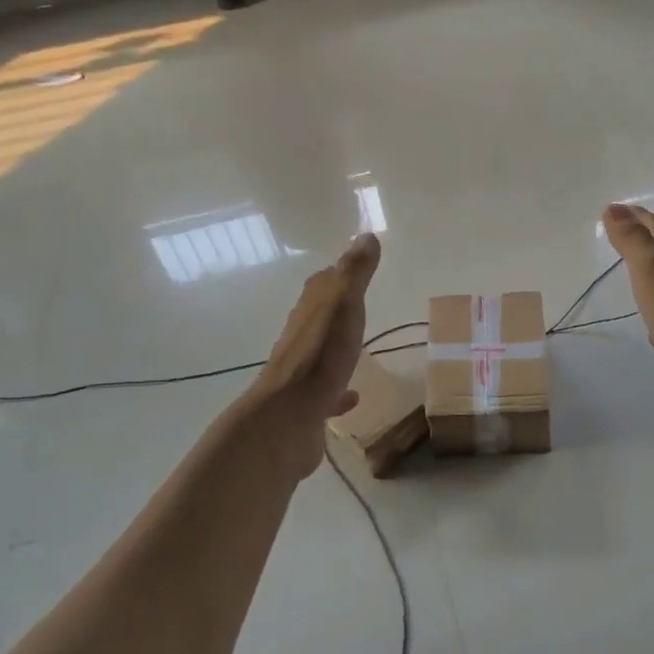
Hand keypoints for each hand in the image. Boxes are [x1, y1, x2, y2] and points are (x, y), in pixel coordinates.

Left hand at [245, 233, 380, 477]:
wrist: (287, 418)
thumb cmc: (319, 357)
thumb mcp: (343, 305)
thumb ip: (355, 273)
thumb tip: (366, 236)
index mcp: (310, 311)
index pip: (322, 284)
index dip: (337, 275)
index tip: (352, 268)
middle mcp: (301, 338)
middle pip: (318, 316)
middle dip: (334, 309)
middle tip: (356, 305)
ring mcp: (302, 373)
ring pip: (320, 354)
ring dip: (335, 349)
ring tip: (355, 348)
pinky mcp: (307, 406)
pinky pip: (326, 394)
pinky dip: (338, 392)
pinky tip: (352, 397)